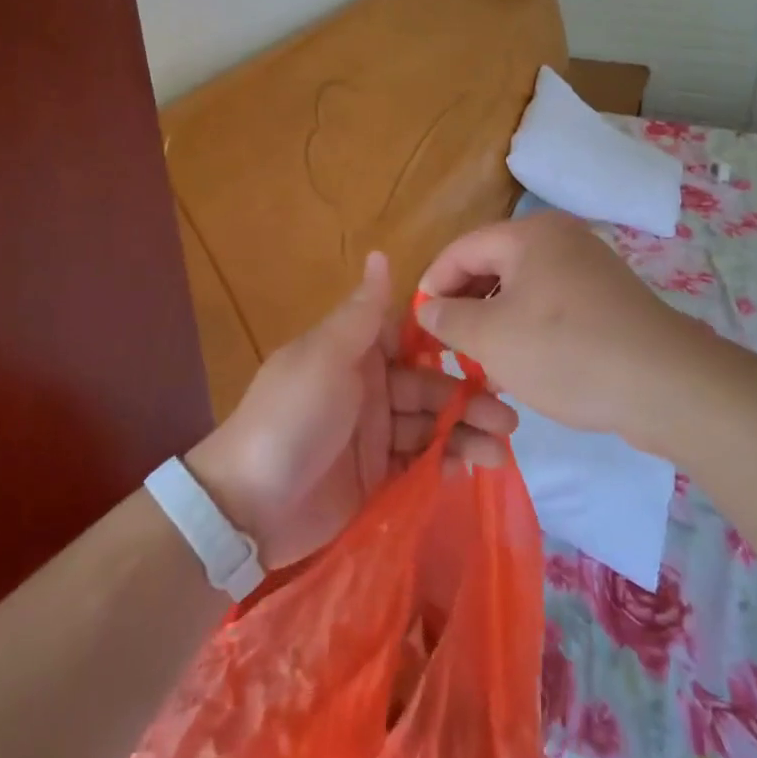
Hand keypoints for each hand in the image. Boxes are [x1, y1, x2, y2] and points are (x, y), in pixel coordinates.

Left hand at [186, 252, 515, 570]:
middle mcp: (371, 388)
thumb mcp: (325, 356)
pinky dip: (445, 464)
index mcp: (358, 353)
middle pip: (431, 388)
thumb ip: (361, 312)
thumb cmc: (292, 417)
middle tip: (508, 420)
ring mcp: (374, 434)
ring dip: (466, 435)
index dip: (452, 349)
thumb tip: (380, 251)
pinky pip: (419, 463)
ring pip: (431, 426)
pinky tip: (468, 470)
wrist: (248, 506)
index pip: (415, 343)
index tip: (492, 357)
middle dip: (469, 400)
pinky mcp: (376, 475)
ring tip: (499, 451)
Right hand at [416, 212, 704, 446]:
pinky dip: (529, 331)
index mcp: (530, 235)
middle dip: (465, 306)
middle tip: (447, 347)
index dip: (432, 284)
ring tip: (481, 365)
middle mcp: (561, 240)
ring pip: (523, 290)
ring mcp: (590, 269)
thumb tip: (428, 307)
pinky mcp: (608, 301)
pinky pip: (553, 307)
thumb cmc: (567, 352)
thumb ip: (450, 318)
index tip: (418, 324)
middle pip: (493, 266)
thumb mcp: (493, 338)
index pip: (461, 249)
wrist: (667, 385)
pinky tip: (523, 369)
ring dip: (495, 323)